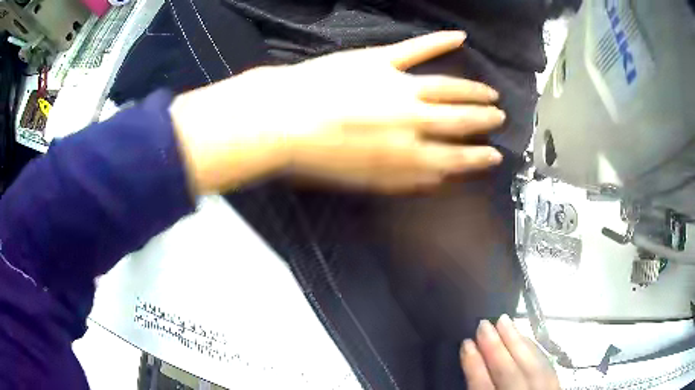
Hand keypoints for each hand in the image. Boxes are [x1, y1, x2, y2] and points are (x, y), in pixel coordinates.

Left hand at [171, 31, 504, 194]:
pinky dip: (439, 41)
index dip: (478, 158)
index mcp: (405, 154)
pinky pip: (417, 48)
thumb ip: (405, 180)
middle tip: (498, 118)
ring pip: (449, 87)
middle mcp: (411, 121)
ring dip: (474, 90)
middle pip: (460, 120)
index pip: (455, 158)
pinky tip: (458, 37)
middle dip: (483, 120)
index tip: (493, 155)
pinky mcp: (380, 61)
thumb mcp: (363, 181)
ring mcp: (398, 87)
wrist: (282, 121)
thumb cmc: (317, 157)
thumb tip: (436, 178)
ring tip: (490, 92)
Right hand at [460, 315, 560, 389]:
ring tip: (504, 320)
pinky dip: (535, 350)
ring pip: (530, 366)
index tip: (466, 344)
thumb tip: (471, 370)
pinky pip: (546, 366)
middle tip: (483, 324)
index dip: (474, 366)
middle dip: (495, 348)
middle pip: (508, 374)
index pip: (483, 389)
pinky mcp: (557, 388)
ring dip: (516, 342)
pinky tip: (525, 338)